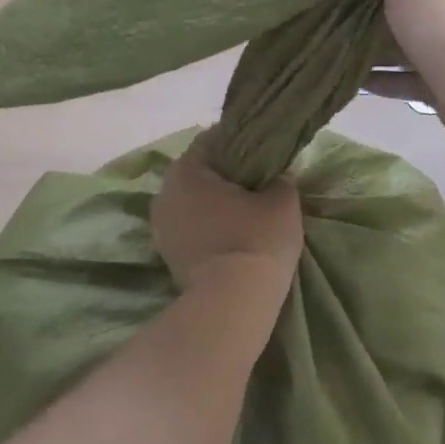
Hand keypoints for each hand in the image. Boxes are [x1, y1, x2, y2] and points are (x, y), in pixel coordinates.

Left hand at [152, 134, 303, 292]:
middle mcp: (164, 194)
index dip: (240, 141)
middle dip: (227, 174)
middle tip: (260, 179)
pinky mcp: (168, 256)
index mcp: (186, 171)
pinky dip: (211, 226)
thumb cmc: (257, 239)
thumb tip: (278, 175)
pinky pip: (192, 228)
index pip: (212, 140)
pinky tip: (236, 233)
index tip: (263, 149)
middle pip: (200, 173)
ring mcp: (161, 228)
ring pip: (194, 202)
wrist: (233, 302)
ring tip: (249, 209)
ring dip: (218, 203)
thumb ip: (280, 179)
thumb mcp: (283, 200)